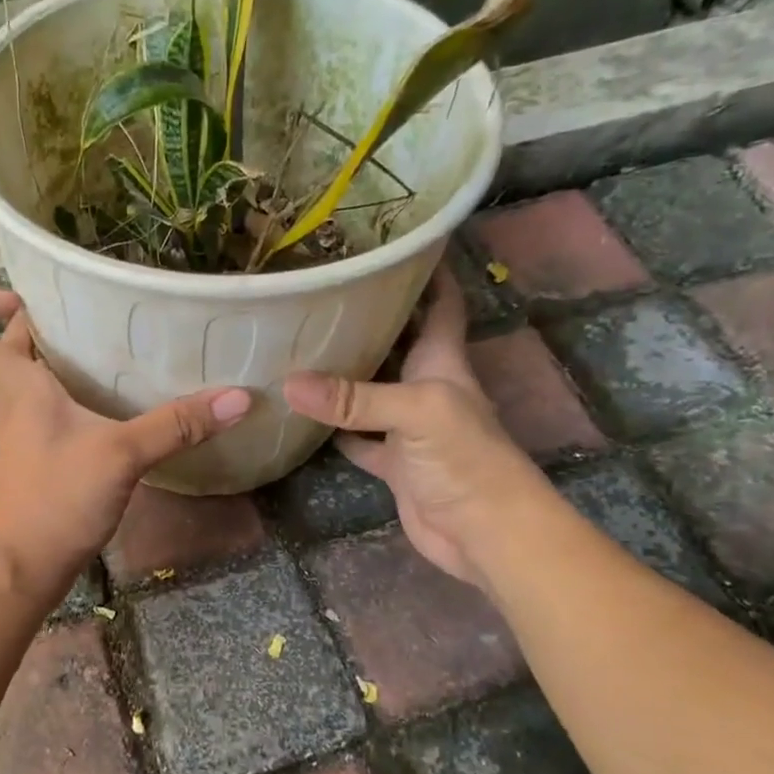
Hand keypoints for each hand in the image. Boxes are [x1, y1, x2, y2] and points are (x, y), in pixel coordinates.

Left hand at [0, 291, 251, 599]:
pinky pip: (51, 410)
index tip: (23, 297)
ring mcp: (23, 433)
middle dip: (43, 322)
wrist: (20, 572)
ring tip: (116, 345)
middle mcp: (12, 402)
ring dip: (63, 359)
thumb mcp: (121, 455)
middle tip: (95, 310)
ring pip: (32, 379)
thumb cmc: (55, 501)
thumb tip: (239, 397)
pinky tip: (117, 402)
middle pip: (10, 347)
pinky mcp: (40, 458)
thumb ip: (176, 425)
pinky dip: (76, 396)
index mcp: (16, 386)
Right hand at [282, 264, 544, 588]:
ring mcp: (407, 425)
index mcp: (443, 361)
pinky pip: (355, 437)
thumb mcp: (415, 413)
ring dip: (342, 372)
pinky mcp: (393, 462)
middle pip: (396, 341)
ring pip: (370, 388)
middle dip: (367, 317)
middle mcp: (425, 385)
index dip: (426, 269)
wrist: (485, 533)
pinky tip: (299, 413)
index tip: (392, 241)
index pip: (440, 301)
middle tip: (319, 291)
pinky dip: (332, 428)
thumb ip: (353, 398)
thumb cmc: (467, 459)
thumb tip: (288, 382)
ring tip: (298, 342)